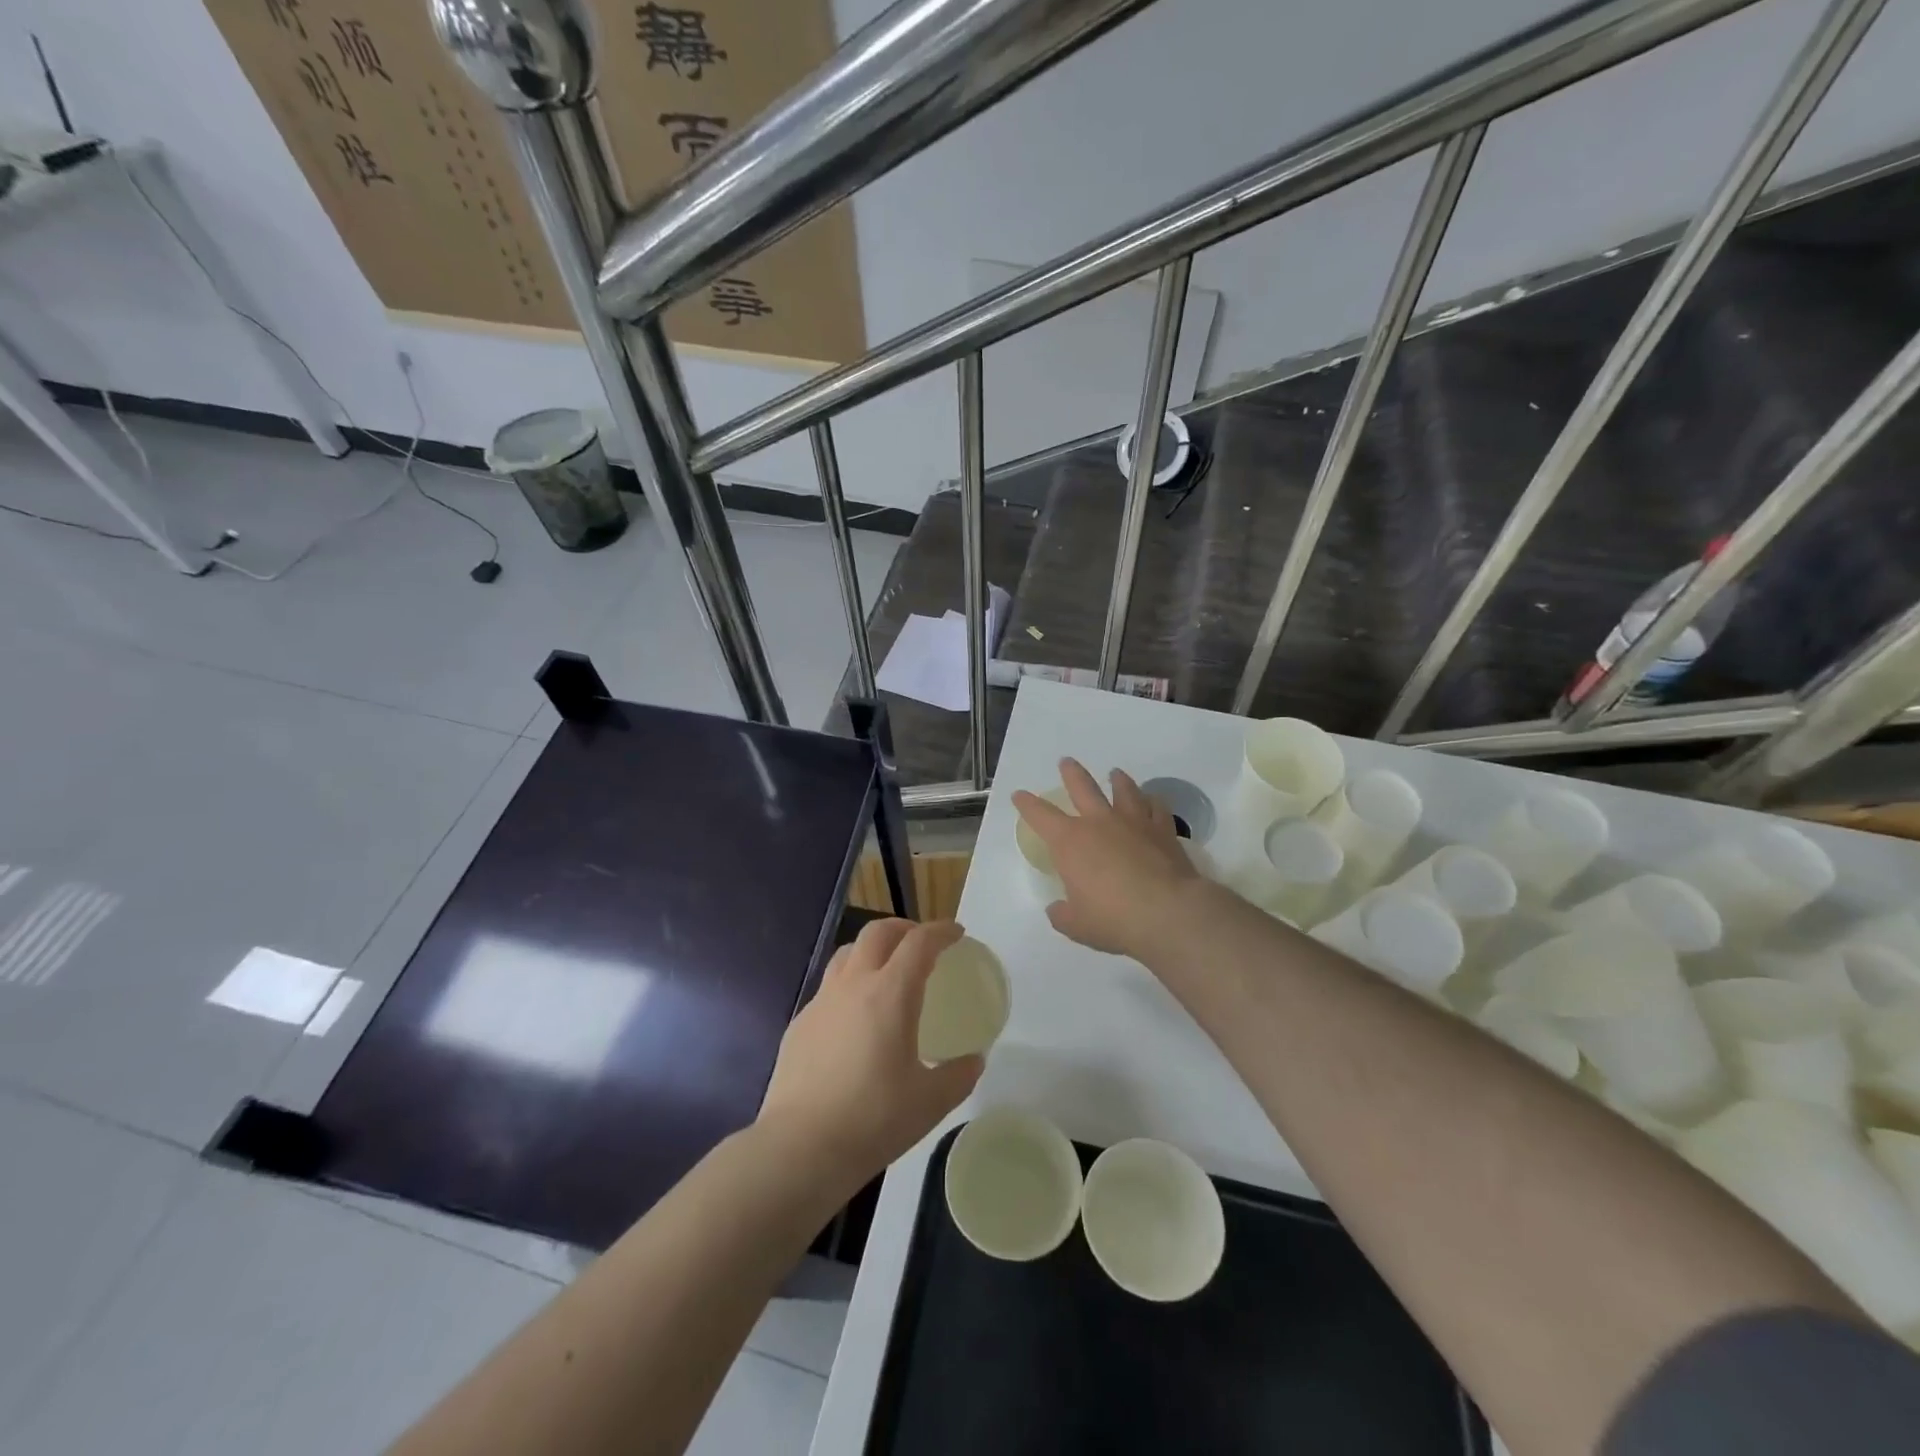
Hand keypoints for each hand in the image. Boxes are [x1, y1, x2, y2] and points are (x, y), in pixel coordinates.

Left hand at [758, 918, 982, 1188]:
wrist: (800, 1147)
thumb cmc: (873, 1119)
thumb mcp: (931, 1101)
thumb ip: (959, 1075)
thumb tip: (973, 1061)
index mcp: (890, 993)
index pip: (919, 942)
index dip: (941, 931)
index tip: (957, 934)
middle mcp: (853, 984)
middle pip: (877, 932)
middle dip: (904, 928)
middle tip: (922, 945)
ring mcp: (821, 1002)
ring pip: (847, 953)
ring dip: (872, 950)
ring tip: (886, 972)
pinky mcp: (799, 1024)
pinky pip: (828, 988)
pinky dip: (849, 985)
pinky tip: (854, 1018)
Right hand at [1013, 758, 1205, 959]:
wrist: (1167, 913)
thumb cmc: (1113, 919)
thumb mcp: (1076, 925)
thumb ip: (1063, 914)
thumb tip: (1057, 909)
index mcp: (1070, 843)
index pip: (1041, 816)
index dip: (1027, 804)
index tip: (1019, 795)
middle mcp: (1099, 823)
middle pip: (1082, 787)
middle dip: (1072, 773)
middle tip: (1066, 762)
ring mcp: (1134, 823)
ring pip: (1124, 790)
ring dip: (1118, 780)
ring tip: (1115, 774)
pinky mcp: (1163, 831)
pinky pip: (1157, 808)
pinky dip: (1152, 802)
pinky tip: (1153, 801)